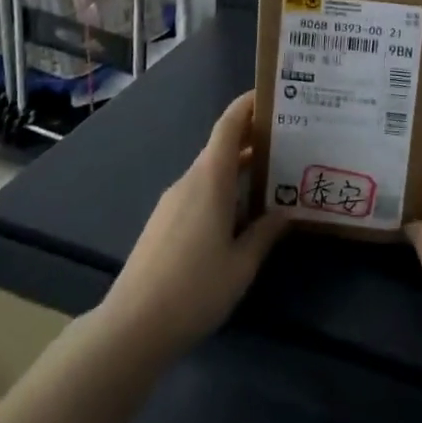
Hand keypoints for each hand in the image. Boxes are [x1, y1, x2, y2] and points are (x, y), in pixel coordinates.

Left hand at [97, 92, 286, 362]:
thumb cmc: (194, 289)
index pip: (228, 125)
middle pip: (222, 147)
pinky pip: (199, 191)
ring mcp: (173, 202)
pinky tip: (241, 214)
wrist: (132, 327)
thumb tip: (286, 211)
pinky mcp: (164, 223)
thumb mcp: (241, 264)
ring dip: (239, 168)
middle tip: (289, 140)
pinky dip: (223, 189)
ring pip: (211, 171)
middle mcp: (190, 180)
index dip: (248, 105)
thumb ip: (265, 233)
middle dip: (253, 139)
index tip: (272, 95)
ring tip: (273, 177)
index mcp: (209, 179)